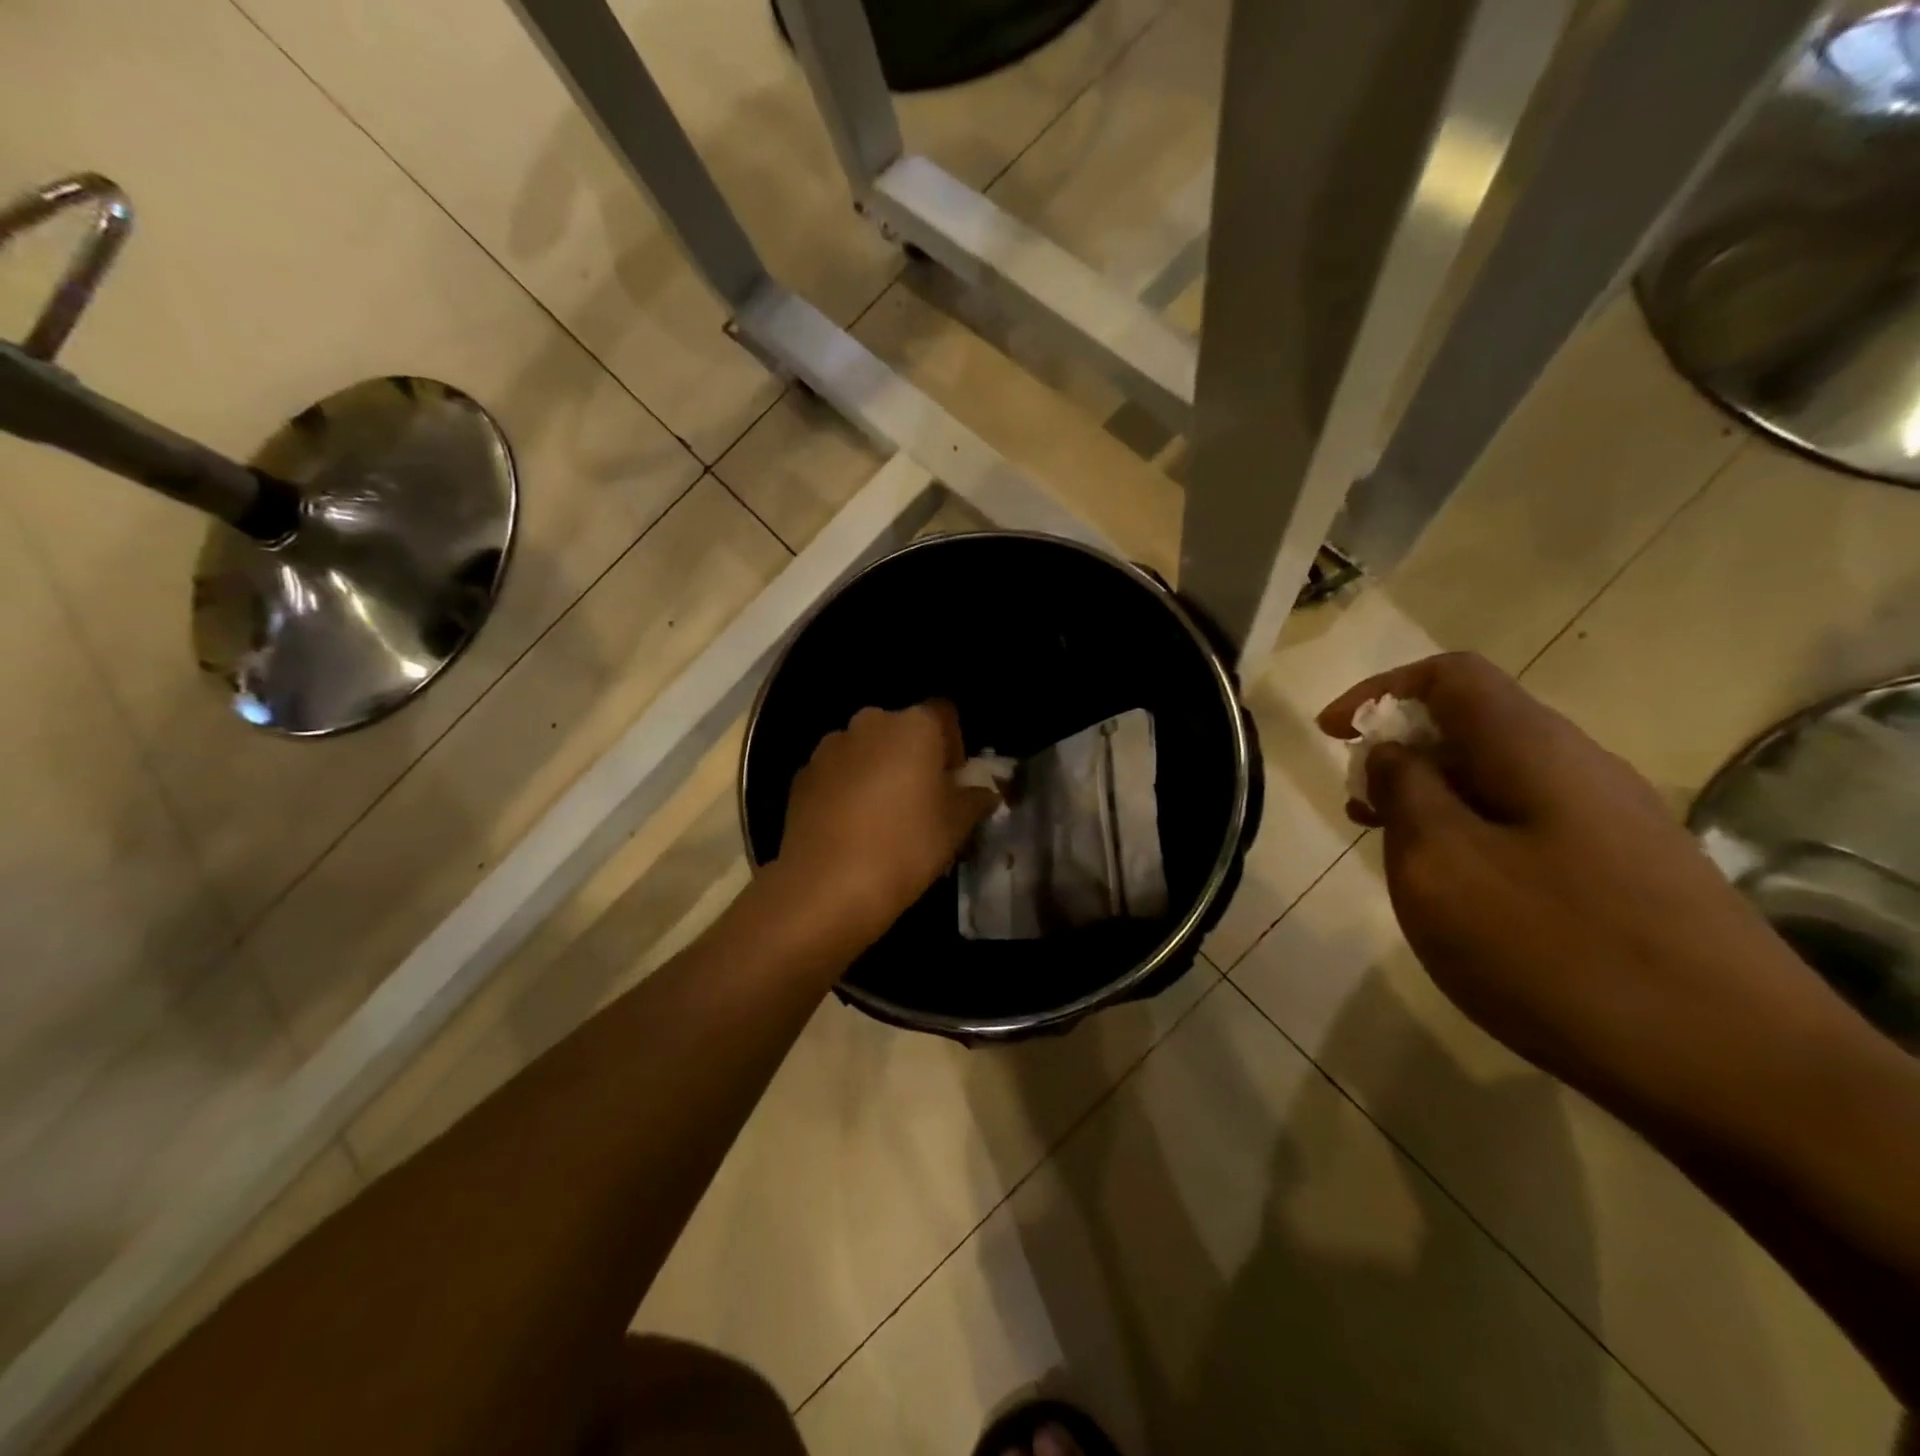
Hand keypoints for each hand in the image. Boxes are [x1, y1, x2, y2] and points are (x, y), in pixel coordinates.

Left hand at [774, 701, 999, 942]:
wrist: (827, 884)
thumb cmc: (906, 845)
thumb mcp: (956, 826)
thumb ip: (975, 800)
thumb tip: (984, 793)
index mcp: (914, 725)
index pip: (944, 714)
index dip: (954, 744)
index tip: (953, 780)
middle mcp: (869, 723)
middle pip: (901, 730)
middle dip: (913, 757)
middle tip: (921, 800)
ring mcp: (829, 747)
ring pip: (865, 751)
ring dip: (877, 771)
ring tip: (882, 817)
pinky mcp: (801, 775)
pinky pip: (836, 773)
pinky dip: (846, 789)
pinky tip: (851, 828)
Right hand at [1317, 652, 1869, 1146]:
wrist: (1737, 1068)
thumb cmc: (1556, 949)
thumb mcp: (1442, 865)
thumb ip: (1405, 792)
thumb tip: (1391, 752)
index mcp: (1532, 749)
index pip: (1450, 676)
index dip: (1380, 690)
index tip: (1331, 735)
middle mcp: (1577, 768)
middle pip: (1474, 723)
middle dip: (1400, 750)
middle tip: (1356, 805)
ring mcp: (1610, 822)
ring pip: (1498, 778)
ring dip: (1432, 796)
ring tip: (1391, 848)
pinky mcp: (1624, 872)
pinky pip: (1525, 824)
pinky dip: (1470, 834)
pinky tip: (1457, 892)